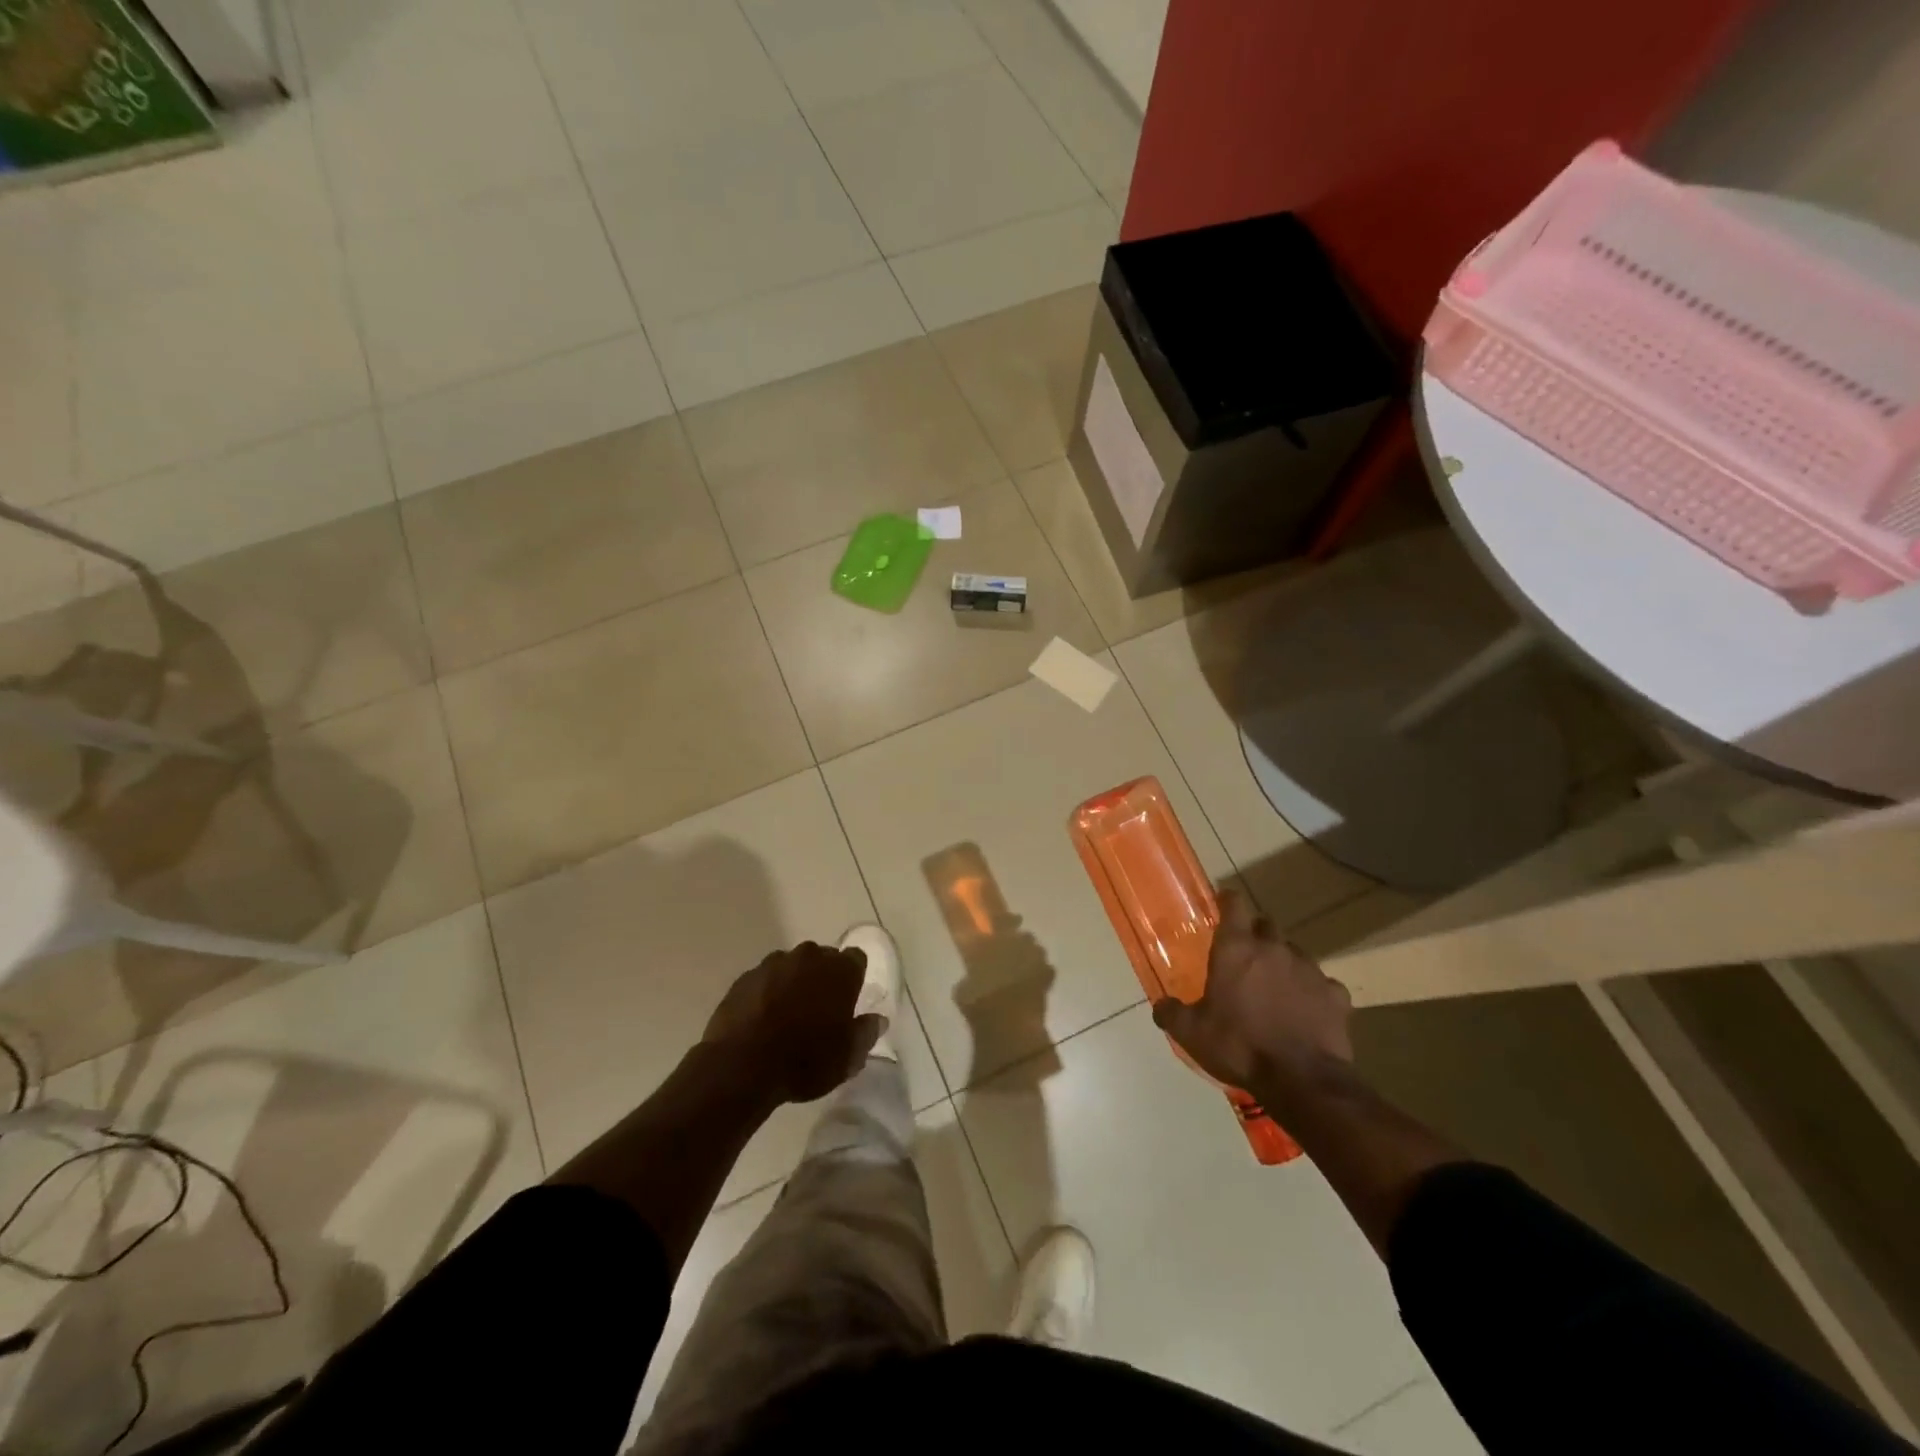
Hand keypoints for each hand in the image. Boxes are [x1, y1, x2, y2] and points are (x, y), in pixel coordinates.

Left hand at [702, 942, 885, 1104]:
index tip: (849, 1000)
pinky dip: (767, 992)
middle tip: (819, 1011)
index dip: (854, 978)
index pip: (856, 958)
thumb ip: (865, 1033)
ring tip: (787, 1016)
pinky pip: (764, 979)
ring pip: (791, 967)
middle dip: (823, 978)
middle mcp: (809, 956)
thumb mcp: (846, 1058)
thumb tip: (877, 1019)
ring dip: (793, 983)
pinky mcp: (745, 977)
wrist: (741, 1066)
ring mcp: (773, 963)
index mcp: (839, 970)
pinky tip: (762, 1019)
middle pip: (823, 958)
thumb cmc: (804, 1061)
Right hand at [1151, 889, 1352, 1090]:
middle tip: (1245, 955)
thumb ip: (1171, 1013)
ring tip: (1275, 987)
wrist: (1301, 1080)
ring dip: (1283, 963)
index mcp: (1236, 949)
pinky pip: (1323, 985)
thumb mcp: (1191, 1033)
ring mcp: (1310, 970)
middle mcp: (1274, 949)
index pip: (1234, 904)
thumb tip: (1161, 1005)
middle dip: (1256, 933)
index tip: (1223, 903)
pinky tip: (1307, 1011)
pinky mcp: (1336, 995)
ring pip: (1295, 953)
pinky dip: (1313, 993)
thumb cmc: (1239, 1046)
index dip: (1228, 900)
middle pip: (1266, 924)